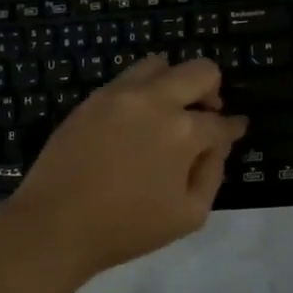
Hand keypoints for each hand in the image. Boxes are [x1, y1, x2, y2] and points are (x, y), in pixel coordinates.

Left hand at [5, 55, 247, 280]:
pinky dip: (142, 92)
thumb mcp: (190, 215)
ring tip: (168, 111)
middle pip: (200, 71)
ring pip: (160, 64)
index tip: (235, 131)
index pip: (221, 122)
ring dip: (174, 82)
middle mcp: (155, 101)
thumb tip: (214, 146)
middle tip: (206, 114)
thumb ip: (212, 173)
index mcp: (184, 131)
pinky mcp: (91, 100)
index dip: (233, 129)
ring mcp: (119, 95)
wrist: (56, 224)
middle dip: (212, 91)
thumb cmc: (127, 228)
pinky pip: (126, 80)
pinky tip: (136, 120)